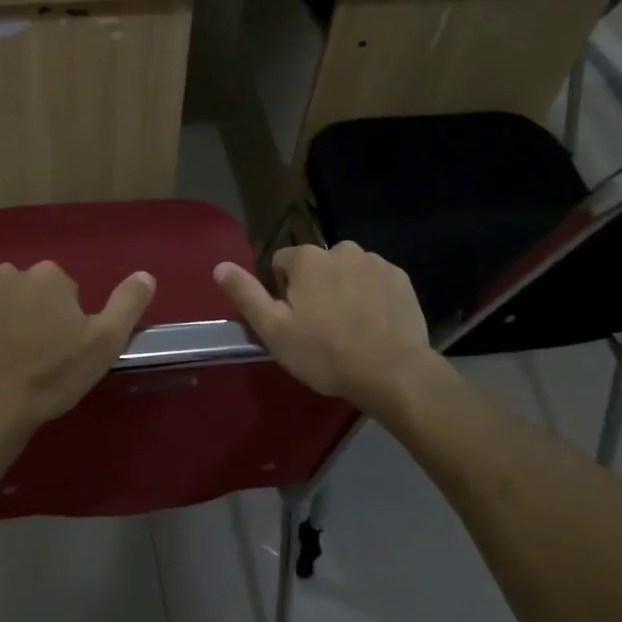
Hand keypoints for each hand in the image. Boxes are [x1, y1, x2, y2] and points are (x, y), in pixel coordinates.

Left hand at [0, 261, 155, 471]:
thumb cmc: (50, 377)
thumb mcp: (103, 344)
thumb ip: (127, 304)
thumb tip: (146, 274)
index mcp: (48, 276)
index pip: (60, 289)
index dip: (61, 318)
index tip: (57, 348)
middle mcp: (6, 272)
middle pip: (23, 290)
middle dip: (26, 312)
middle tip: (28, 354)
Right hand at [214, 242, 440, 415]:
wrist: (392, 372)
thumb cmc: (324, 352)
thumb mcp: (273, 329)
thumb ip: (246, 294)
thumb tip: (220, 266)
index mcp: (307, 258)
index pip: (282, 263)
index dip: (282, 292)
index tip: (293, 321)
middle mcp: (341, 249)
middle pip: (317, 266)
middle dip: (315, 289)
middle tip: (320, 328)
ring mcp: (375, 262)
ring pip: (347, 272)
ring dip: (344, 290)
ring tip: (349, 329)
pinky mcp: (401, 279)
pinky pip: (375, 281)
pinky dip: (371, 297)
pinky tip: (373, 326)